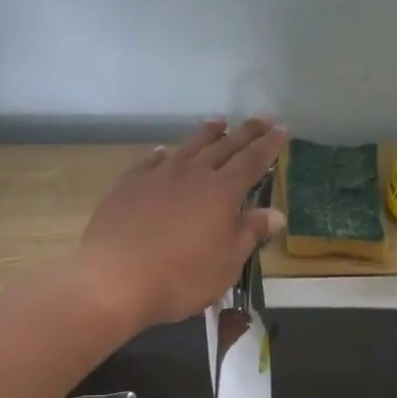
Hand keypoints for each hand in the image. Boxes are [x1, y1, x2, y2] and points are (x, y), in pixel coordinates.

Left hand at [75, 117, 286, 330]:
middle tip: (261, 117)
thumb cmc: (180, 278)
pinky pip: (152, 161)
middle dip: (245, 132)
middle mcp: (192, 174)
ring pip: (188, 147)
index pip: (252, 161)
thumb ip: (249, 233)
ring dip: (207, 134)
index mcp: (221, 192)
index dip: (268, 146)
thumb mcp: (226, 263)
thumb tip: (275, 213)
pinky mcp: (128, 185)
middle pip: (224, 147)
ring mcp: (157, 176)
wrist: (115, 280)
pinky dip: (164, 154)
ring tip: (219, 122)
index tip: (281, 130)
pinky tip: (164, 152)